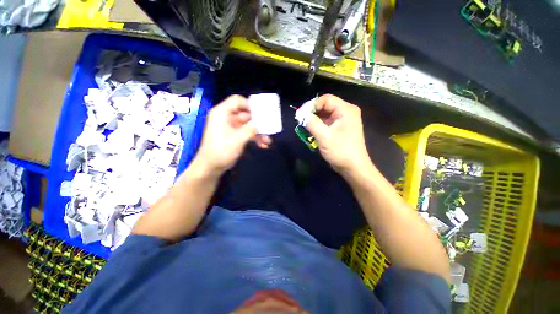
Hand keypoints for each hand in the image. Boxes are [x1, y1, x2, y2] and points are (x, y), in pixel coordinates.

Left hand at [194, 95, 270, 174]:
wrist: (211, 167)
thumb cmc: (221, 152)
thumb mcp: (237, 140)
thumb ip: (251, 129)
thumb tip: (262, 122)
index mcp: (222, 113)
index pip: (237, 101)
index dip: (250, 105)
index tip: (262, 113)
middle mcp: (226, 117)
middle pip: (246, 113)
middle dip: (258, 122)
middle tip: (269, 127)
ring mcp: (231, 127)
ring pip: (248, 124)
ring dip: (258, 132)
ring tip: (267, 141)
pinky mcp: (234, 135)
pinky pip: (247, 132)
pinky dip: (254, 137)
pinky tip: (263, 145)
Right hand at [305, 94, 370, 174]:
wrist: (353, 167)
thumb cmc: (340, 151)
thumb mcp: (324, 137)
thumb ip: (312, 123)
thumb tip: (302, 115)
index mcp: (346, 110)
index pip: (326, 99)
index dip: (312, 105)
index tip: (301, 115)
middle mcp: (346, 112)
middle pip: (326, 106)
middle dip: (312, 112)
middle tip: (301, 121)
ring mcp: (344, 120)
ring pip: (325, 114)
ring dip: (314, 120)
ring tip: (305, 127)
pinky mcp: (341, 128)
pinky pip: (327, 122)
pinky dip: (319, 125)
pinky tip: (312, 131)